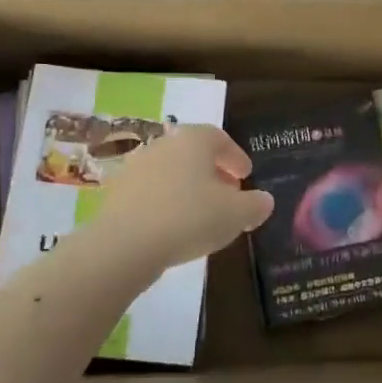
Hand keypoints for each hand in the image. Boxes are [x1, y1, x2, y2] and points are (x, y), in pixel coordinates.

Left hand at [94, 124, 273, 270]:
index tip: (246, 176)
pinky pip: (151, 192)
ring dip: (188, 187)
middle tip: (228, 194)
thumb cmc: (190, 218)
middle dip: (213, 172)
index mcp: (193, 140)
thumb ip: (255, 205)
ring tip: (201, 214)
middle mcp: (163, 144)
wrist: (125, 244)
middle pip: (193, 154)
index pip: (220, 138)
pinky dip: (166, 202)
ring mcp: (135, 166)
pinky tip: (174, 226)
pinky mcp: (117, 191)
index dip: (236, 157)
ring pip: (171, 172)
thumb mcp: (236, 215)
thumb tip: (264, 200)